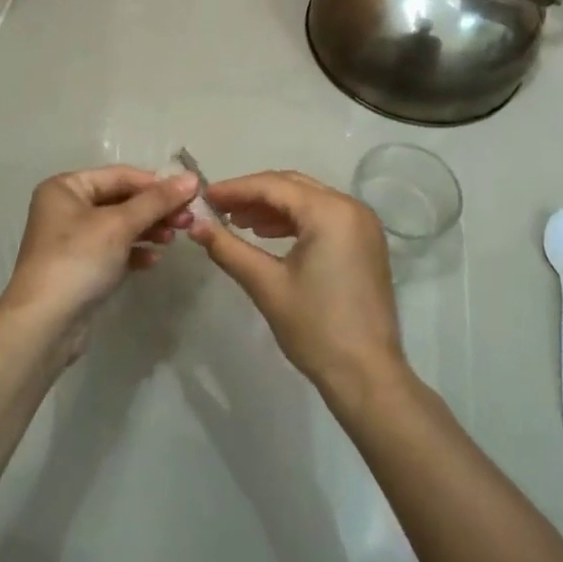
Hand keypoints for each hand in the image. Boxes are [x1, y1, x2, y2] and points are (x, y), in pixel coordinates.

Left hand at [0, 167, 199, 350]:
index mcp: (66, 187)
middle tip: (188, 220)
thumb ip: (157, 200)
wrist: (44, 325)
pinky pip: (114, 250)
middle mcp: (66, 208)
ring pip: (120, 225)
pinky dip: (134, 251)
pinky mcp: (81, 267)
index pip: (120, 176)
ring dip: (149, 229)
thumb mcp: (119, 225)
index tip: (191, 193)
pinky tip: (153, 260)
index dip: (157, 183)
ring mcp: (72, 239)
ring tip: (175, 238)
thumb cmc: (78, 260)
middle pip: (121, 200)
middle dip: (155, 209)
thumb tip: (191, 178)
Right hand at [187, 171, 407, 401]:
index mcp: (330, 211)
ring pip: (308, 200)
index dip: (235, 189)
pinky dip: (294, 221)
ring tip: (238, 222)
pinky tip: (267, 235)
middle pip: (292, 187)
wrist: (367, 375)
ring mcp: (362, 225)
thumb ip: (229, 248)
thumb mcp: (266, 285)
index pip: (273, 186)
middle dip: (253, 195)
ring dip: (272, 208)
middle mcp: (351, 207)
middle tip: (218, 208)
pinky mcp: (365, 243)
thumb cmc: (315, 328)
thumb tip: (195, 226)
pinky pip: (323, 217)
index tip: (204, 197)